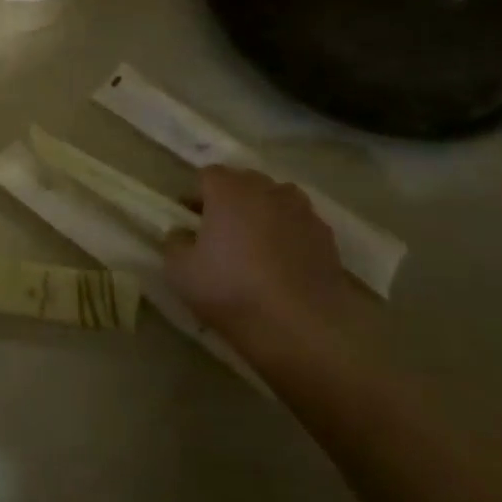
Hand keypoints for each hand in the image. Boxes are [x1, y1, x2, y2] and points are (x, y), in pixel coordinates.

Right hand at [164, 168, 362, 356]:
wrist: (301, 326)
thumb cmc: (231, 290)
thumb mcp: (180, 271)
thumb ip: (174, 243)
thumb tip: (181, 233)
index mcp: (229, 190)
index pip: (208, 174)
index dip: (196, 194)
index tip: (189, 219)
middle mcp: (267, 190)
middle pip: (244, 182)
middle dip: (230, 199)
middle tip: (219, 230)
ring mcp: (302, 211)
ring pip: (276, 199)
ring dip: (262, 213)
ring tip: (254, 244)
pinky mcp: (327, 236)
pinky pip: (299, 224)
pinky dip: (288, 234)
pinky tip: (282, 263)